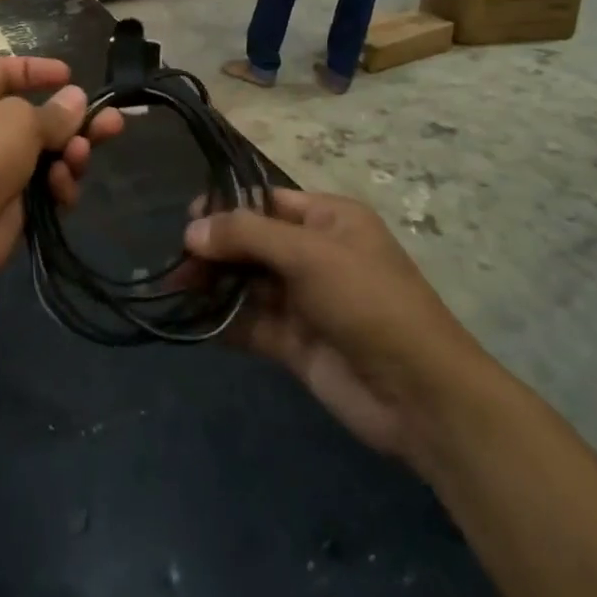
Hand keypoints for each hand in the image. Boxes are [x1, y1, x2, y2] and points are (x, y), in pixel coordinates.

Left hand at [0, 56, 121, 288]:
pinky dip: (58, 187)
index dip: (38, 71)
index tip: (71, 75)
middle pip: (40, 118)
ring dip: (71, 155)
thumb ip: (54, 113)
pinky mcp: (11, 206)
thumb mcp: (19, 120)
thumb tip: (75, 99)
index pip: (7, 71)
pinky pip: (46, 190)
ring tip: (79, 156)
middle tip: (112, 124)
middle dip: (76, 122)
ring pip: (50, 156)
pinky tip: (61, 189)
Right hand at [185, 190, 487, 468]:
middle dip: (216, 248)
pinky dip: (223, 319)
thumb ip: (247, 236)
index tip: (189, 218)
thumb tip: (193, 229)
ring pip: (248, 282)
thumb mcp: (309, 255)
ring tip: (177, 286)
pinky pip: (251, 323)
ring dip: (214, 283)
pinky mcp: (294, 342)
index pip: (268, 201)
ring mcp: (304, 300)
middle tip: (179, 260)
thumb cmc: (368, 302)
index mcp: (329, 220)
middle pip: (252, 241)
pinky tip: (194, 318)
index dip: (228, 206)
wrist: (419, 395)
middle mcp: (314, 254)